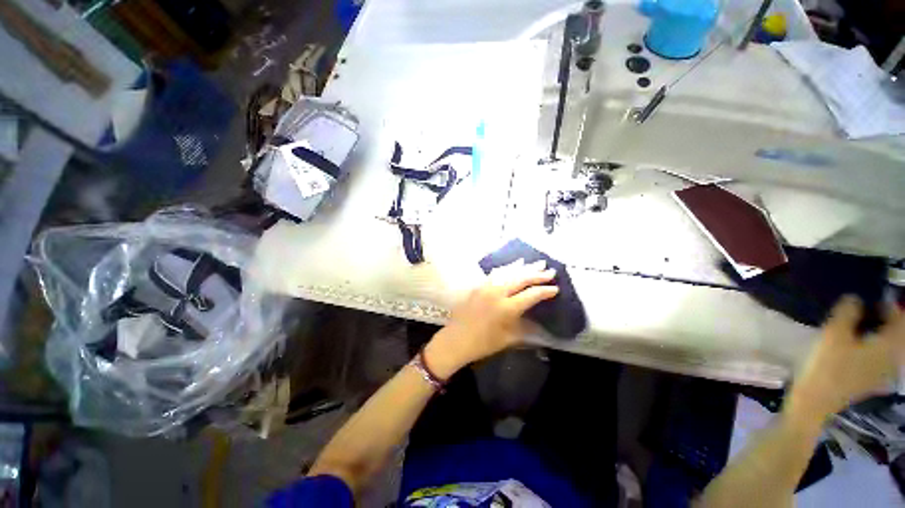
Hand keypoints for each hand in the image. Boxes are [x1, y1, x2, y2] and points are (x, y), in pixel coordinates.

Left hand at [424, 260, 558, 378]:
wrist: (456, 339)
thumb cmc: (483, 343)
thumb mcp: (508, 338)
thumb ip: (524, 327)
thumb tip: (537, 321)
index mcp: (507, 308)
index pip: (531, 295)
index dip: (545, 291)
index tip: (556, 288)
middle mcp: (497, 293)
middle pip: (521, 279)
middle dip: (537, 274)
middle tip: (550, 271)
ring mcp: (486, 287)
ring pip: (509, 273)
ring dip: (524, 268)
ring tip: (536, 263)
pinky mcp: (478, 286)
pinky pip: (496, 274)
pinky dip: (507, 270)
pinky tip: (513, 266)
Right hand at [787, 296, 904, 424]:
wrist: (816, 402)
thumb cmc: (826, 366)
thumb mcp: (833, 334)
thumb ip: (848, 312)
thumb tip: (855, 298)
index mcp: (890, 346)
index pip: (900, 318)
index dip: (890, 304)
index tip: (872, 296)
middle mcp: (894, 358)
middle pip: (898, 333)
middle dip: (886, 320)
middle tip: (867, 310)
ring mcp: (885, 372)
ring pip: (891, 346)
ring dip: (880, 333)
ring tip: (862, 326)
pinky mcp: (873, 380)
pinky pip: (883, 357)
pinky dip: (876, 347)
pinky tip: (860, 347)